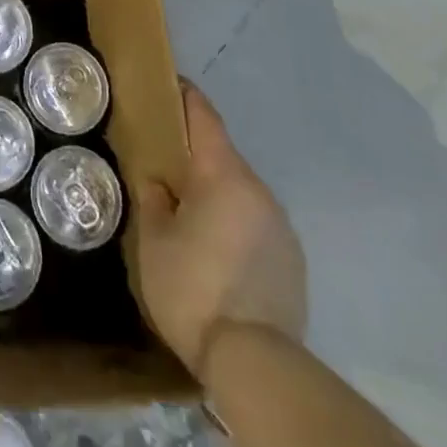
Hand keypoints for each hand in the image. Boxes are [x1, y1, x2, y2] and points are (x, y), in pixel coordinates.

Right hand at [134, 81, 307, 374]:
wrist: (255, 362)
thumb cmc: (193, 287)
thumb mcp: (154, 241)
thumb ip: (154, 199)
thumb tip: (158, 181)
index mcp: (223, 174)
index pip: (204, 117)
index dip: (185, 97)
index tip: (169, 84)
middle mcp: (258, 189)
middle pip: (223, 155)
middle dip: (195, 154)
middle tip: (166, 161)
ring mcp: (281, 225)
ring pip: (241, 191)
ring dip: (217, 192)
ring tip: (190, 211)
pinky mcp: (292, 260)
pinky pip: (256, 223)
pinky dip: (236, 223)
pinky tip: (218, 251)